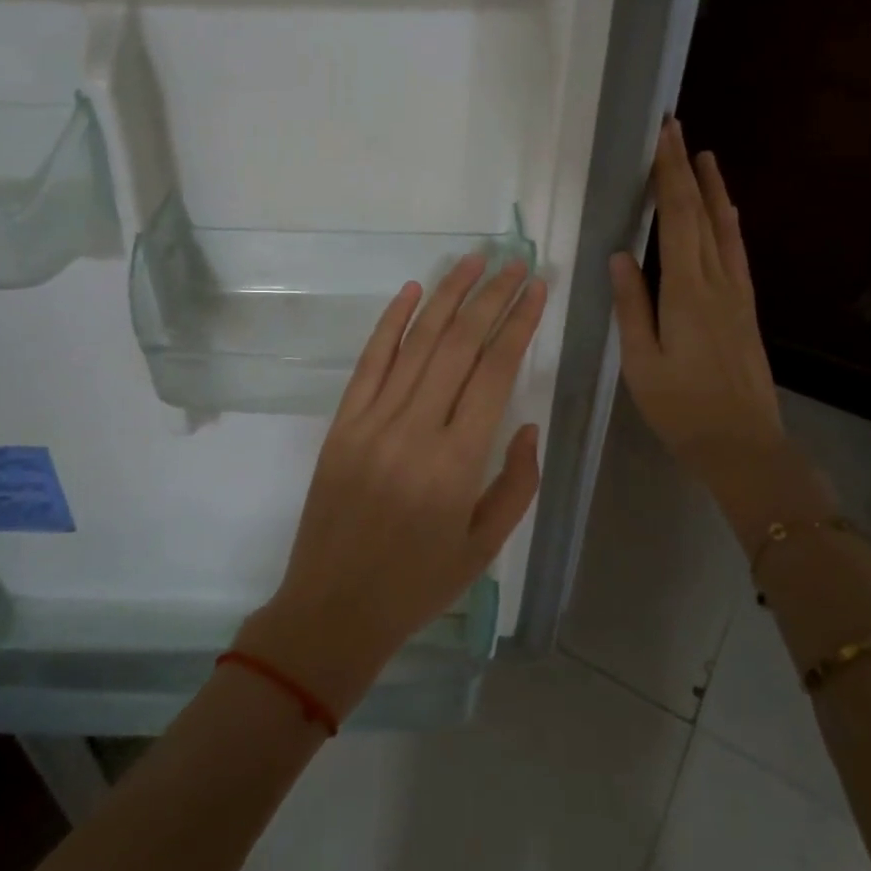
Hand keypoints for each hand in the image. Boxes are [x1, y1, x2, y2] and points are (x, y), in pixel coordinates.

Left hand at [239, 256, 546, 716]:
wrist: (333, 609)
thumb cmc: (418, 585)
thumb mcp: (486, 546)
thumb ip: (517, 483)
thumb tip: (525, 424)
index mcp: (457, 463)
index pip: (494, 371)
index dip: (520, 323)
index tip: (537, 288)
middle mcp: (414, 429)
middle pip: (459, 344)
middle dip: (492, 297)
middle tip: (516, 262)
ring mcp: (372, 421)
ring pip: (416, 342)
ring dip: (447, 295)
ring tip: (474, 260)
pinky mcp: (342, 423)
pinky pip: (369, 361)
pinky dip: (391, 322)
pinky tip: (412, 290)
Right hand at [611, 120, 786, 537]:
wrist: (744, 446)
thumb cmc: (683, 409)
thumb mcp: (642, 363)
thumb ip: (631, 306)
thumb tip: (620, 255)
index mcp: (685, 291)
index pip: (678, 218)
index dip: (669, 175)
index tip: (663, 137)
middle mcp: (715, 282)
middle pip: (701, 214)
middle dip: (686, 169)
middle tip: (676, 129)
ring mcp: (736, 294)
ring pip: (725, 229)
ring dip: (714, 189)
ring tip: (705, 156)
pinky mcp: (746, 309)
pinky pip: (736, 253)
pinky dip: (730, 224)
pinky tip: (728, 214)